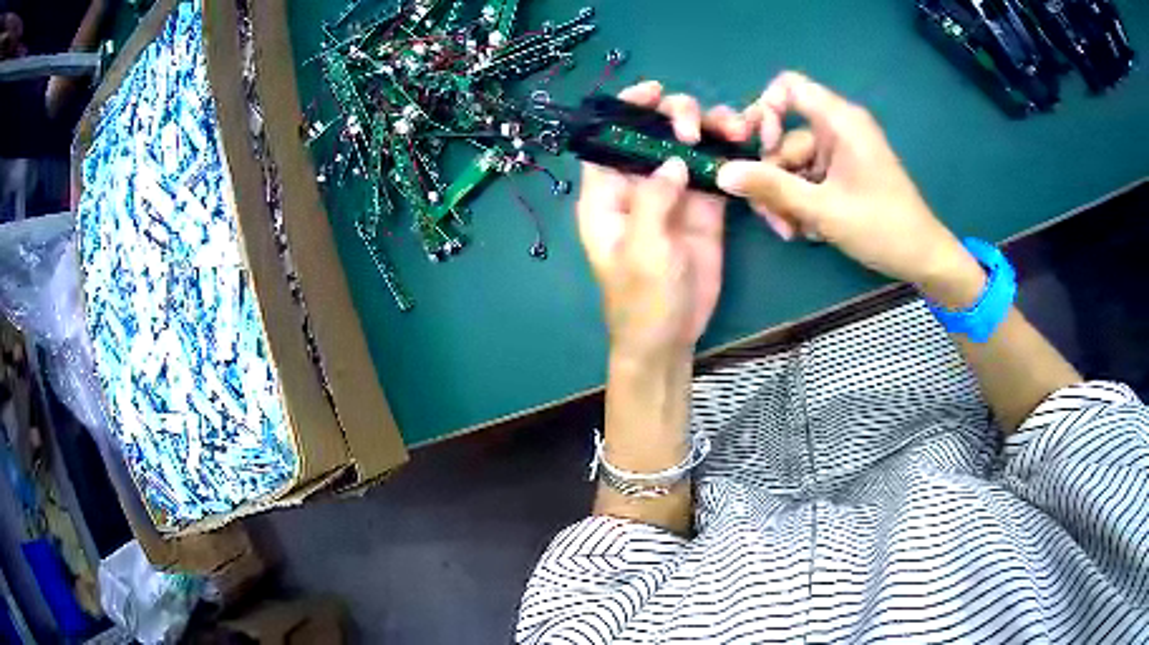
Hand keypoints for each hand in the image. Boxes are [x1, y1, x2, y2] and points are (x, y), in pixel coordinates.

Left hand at [578, 81, 752, 360]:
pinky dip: (729, 156)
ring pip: (688, 148)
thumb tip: (672, 161)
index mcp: (607, 195)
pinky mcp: (704, 207)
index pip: (609, 139)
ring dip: (708, 131)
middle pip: (653, 134)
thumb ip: (652, 202)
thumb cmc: (642, 301)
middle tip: (695, 129)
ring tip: (733, 128)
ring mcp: (674, 194)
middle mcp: (638, 186)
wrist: (671, 337)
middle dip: (675, 118)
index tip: (652, 91)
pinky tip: (744, 144)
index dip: (626, 109)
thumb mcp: (642, 253)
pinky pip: (715, 171)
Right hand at [717, 72, 984, 306]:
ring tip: (792, 232)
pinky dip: (803, 202)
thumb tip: (722, 174)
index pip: (789, 87)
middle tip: (772, 216)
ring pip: (795, 165)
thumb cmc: (881, 227)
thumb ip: (771, 188)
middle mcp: (839, 129)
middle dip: (773, 177)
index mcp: (840, 121)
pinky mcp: (845, 174)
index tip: (756, 145)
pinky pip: (810, 178)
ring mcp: (842, 153)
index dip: (765, 109)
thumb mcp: (822, 209)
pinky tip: (808, 230)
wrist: (923, 258)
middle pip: (786, 138)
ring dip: (786, 198)